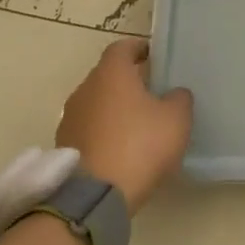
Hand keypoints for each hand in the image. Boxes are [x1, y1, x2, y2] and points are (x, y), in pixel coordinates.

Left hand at [56, 40, 192, 212]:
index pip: (123, 47)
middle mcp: (85, 89)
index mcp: (111, 73)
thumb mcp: (176, 120)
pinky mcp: (65, 146)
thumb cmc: (139, 145)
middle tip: (151, 92)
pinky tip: (121, 148)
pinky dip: (104, 132)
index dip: (139, 49)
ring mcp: (70, 118)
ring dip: (114, 108)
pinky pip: (89, 129)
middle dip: (128, 80)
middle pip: (108, 75)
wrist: (94, 197)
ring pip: (97, 103)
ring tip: (137, 123)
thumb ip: (179, 99)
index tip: (154, 57)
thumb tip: (174, 94)